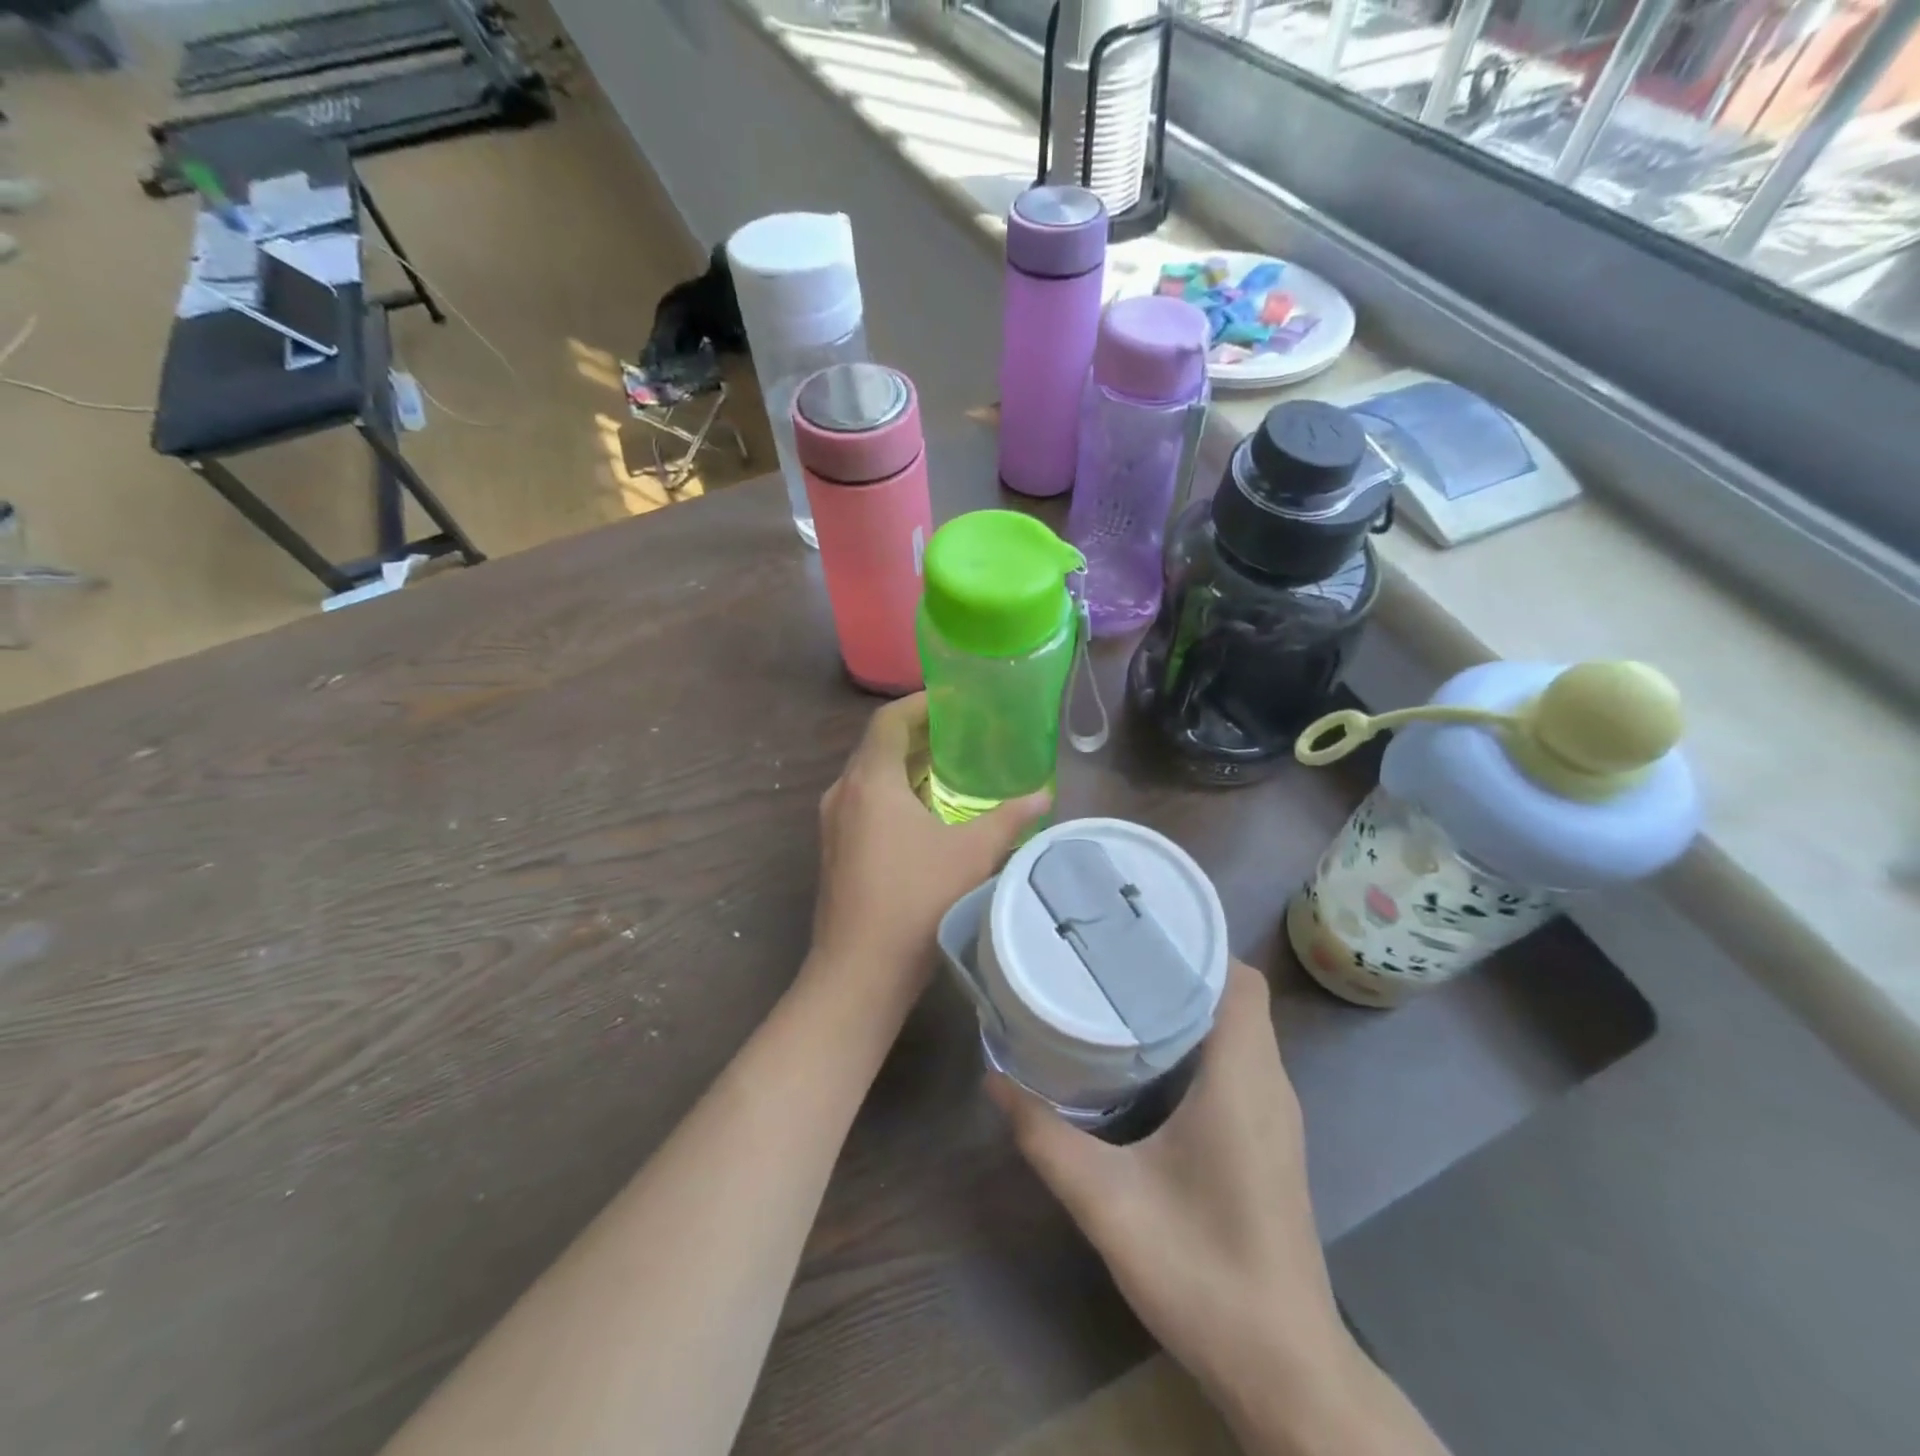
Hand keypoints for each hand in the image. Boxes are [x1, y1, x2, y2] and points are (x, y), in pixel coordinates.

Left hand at [807, 695, 1049, 1018]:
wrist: (859, 972)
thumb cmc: (916, 901)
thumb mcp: (973, 854)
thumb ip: (1011, 818)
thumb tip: (1045, 795)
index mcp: (869, 781)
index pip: (889, 721)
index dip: (920, 703)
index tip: (954, 700)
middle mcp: (843, 793)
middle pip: (878, 747)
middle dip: (919, 735)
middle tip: (962, 732)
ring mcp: (833, 825)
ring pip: (870, 778)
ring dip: (906, 767)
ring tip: (950, 768)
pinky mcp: (834, 851)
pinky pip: (864, 804)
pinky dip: (894, 795)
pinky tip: (926, 814)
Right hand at [988, 961, 1353, 1417]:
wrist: (1284, 1372)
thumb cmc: (1203, 1273)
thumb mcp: (1107, 1203)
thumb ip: (1046, 1137)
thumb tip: (994, 1078)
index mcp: (1242, 1080)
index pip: (1240, 980)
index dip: (1199, 944)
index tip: (1139, 926)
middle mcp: (1269, 1084)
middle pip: (1235, 996)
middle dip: (1180, 966)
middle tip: (1112, 952)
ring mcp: (1274, 1114)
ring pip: (1237, 1029)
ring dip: (1189, 1003)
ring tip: (1121, 988)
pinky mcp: (1268, 1139)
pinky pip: (1238, 1061)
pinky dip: (1199, 1040)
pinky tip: (1148, 1057)